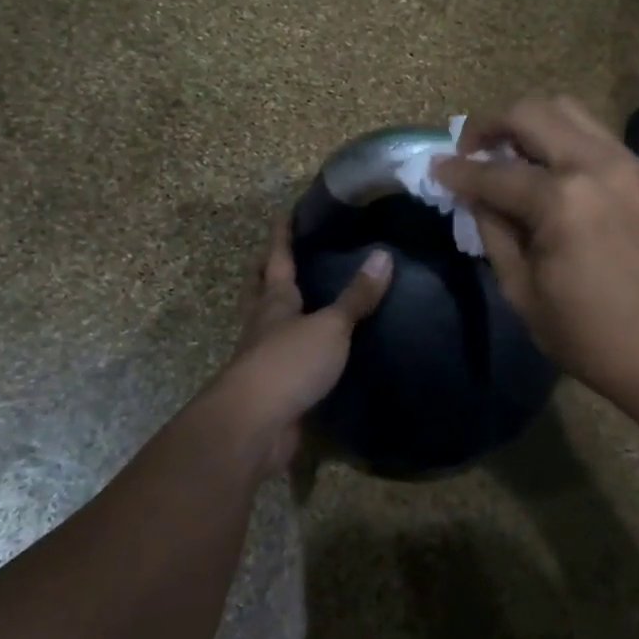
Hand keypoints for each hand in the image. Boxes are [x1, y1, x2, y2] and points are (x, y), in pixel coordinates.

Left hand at [211, 217, 390, 469]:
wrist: (254, 427)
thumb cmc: (288, 363)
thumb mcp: (330, 326)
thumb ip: (357, 296)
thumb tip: (384, 255)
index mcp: (275, 300)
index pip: (278, 257)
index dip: (282, 234)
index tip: (286, 211)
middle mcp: (264, 324)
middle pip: (261, 289)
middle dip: (267, 269)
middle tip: (281, 253)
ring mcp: (264, 357)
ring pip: (270, 323)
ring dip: (280, 309)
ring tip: (304, 297)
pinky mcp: (273, 387)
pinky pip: (287, 358)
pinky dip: (299, 346)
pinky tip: (318, 348)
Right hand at [432, 97, 638, 409]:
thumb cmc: (590, 336)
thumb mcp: (522, 291)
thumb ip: (493, 231)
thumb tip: (473, 194)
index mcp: (563, 201)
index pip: (494, 172)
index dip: (457, 172)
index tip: (435, 169)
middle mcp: (595, 165)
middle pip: (531, 114)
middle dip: (490, 125)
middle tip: (468, 152)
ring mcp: (625, 163)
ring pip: (565, 109)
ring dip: (527, 123)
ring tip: (506, 155)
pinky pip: (590, 131)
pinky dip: (559, 136)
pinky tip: (544, 169)